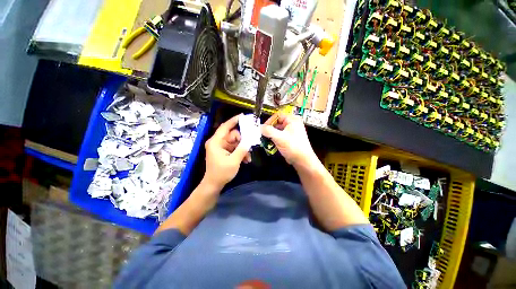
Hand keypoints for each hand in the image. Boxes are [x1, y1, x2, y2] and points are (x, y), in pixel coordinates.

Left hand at [204, 114, 250, 187]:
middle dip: (243, 140)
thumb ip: (242, 149)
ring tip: (248, 157)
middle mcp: (218, 142)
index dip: (234, 120)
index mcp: (216, 142)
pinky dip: (241, 152)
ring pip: (236, 142)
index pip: (225, 127)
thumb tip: (250, 140)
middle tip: (251, 145)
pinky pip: (235, 148)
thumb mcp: (234, 161)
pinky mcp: (225, 152)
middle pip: (233, 135)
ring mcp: (222, 147)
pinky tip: (246, 160)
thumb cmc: (221, 173)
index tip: (243, 116)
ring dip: (243, 148)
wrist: (214, 184)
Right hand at [261, 113, 317, 168]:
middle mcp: (293, 123)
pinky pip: (280, 135)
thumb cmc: (293, 147)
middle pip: (277, 122)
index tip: (263, 129)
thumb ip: (268, 131)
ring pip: (278, 129)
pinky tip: (272, 143)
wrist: (302, 160)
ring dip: (272, 134)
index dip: (269, 121)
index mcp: (292, 119)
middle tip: (264, 135)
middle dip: (270, 129)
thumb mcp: (279, 138)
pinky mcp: (290, 138)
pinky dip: (275, 138)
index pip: (277, 115)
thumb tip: (260, 127)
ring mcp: (292, 131)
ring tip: (267, 140)